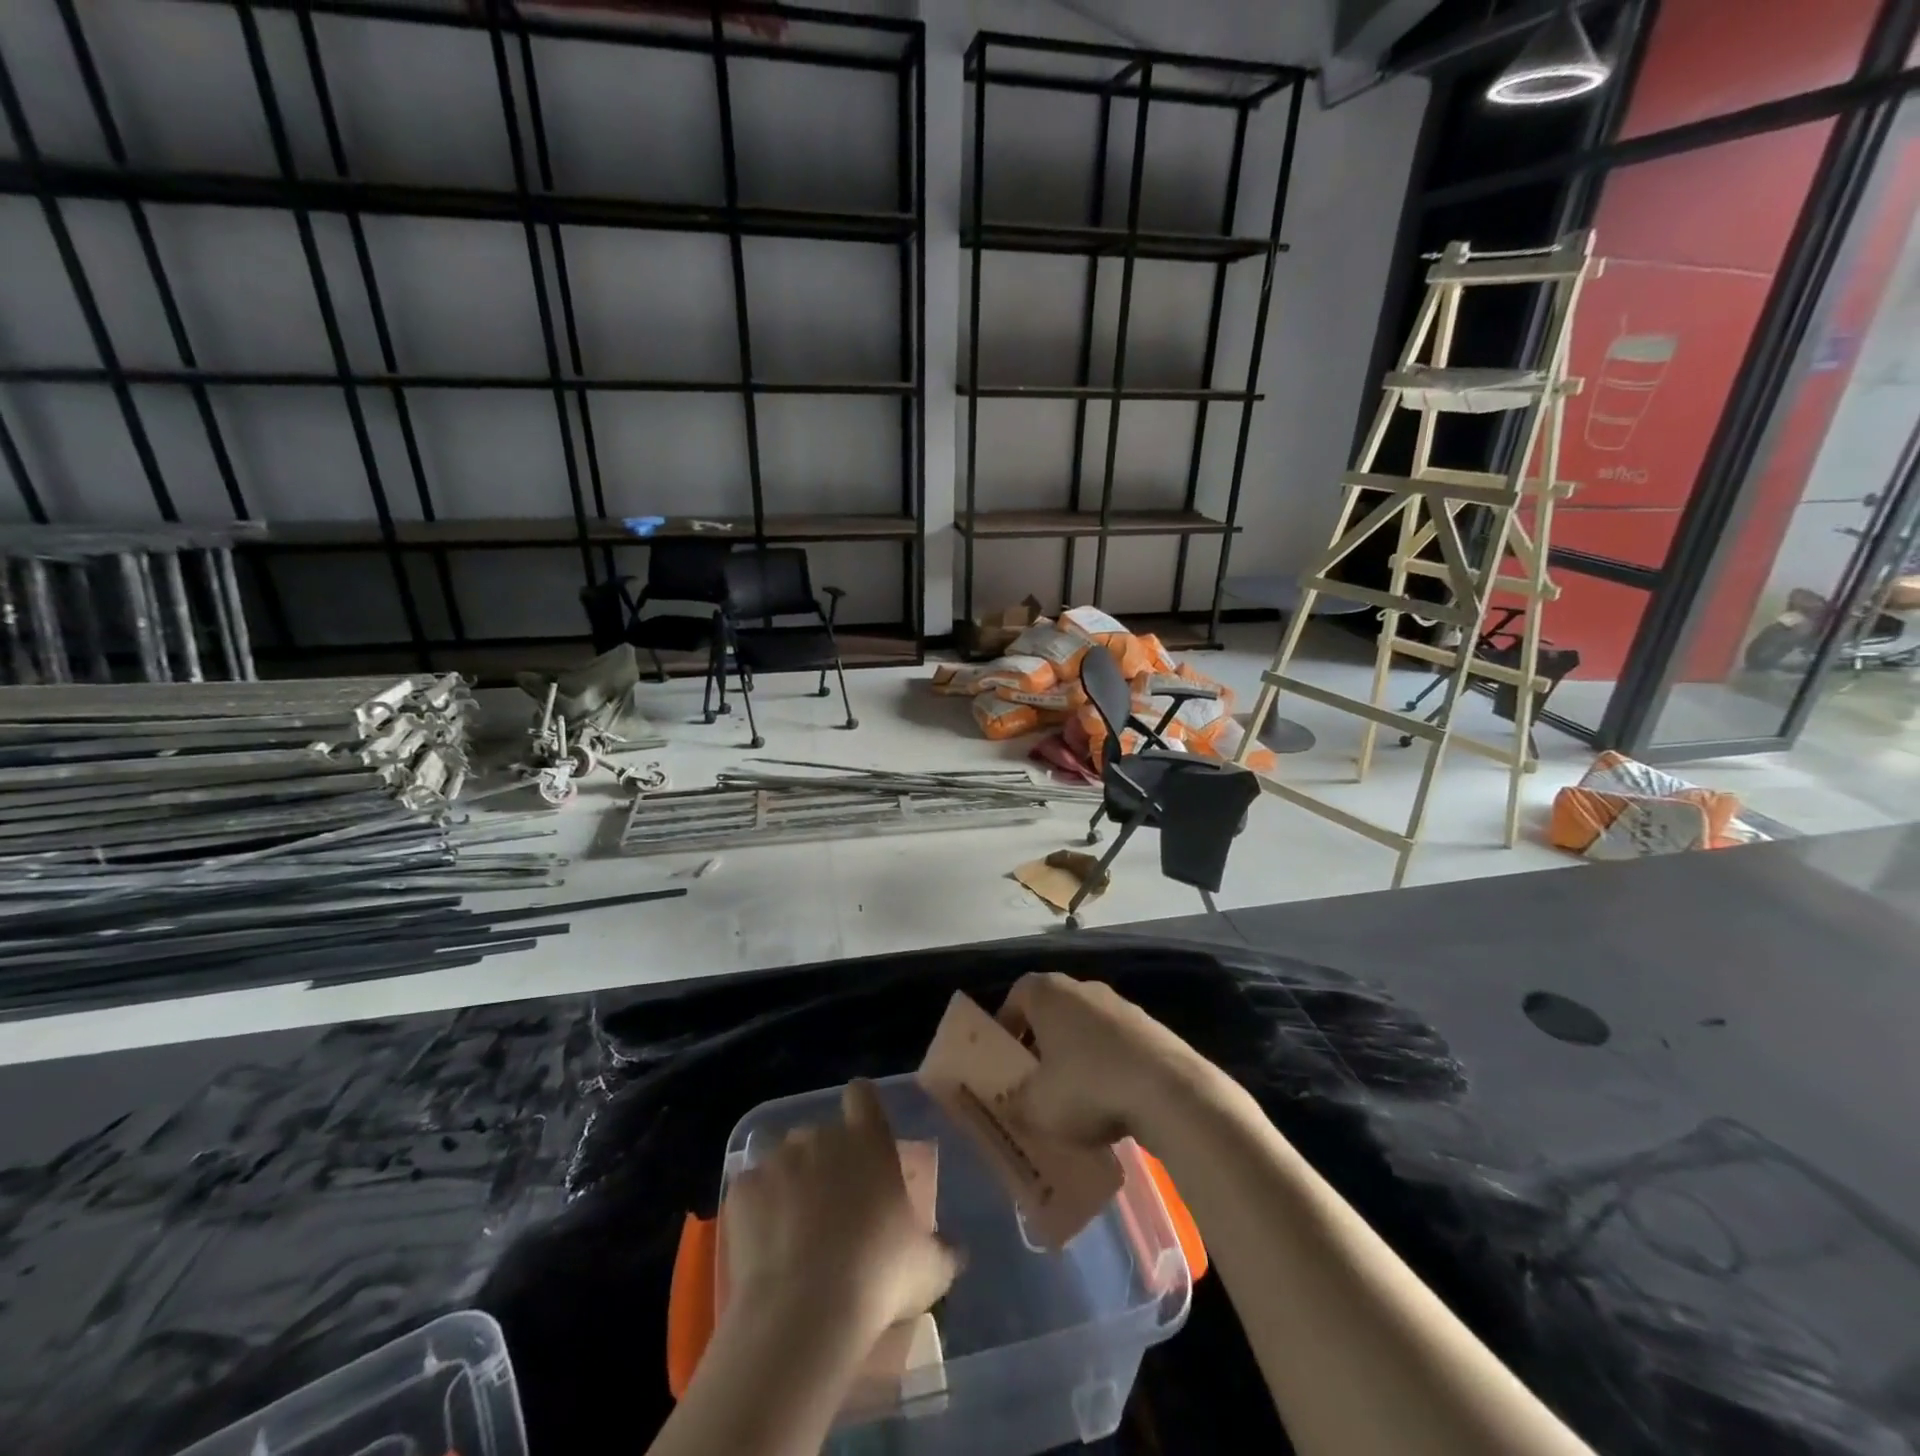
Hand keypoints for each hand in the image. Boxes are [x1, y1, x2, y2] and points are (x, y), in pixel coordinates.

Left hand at [722, 1081, 958, 1341]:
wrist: (804, 1312)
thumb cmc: (878, 1276)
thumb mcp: (929, 1268)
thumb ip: (943, 1249)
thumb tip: (956, 1251)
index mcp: (868, 1140)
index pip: (862, 1096)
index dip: (862, 1108)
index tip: (863, 1132)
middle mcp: (821, 1137)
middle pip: (821, 1133)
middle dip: (825, 1160)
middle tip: (833, 1206)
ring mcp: (778, 1160)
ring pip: (784, 1159)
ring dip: (790, 1183)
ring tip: (794, 1230)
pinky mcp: (742, 1189)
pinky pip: (752, 1190)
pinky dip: (758, 1210)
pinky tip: (766, 1246)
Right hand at [997, 973, 1212, 1146]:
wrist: (1168, 1090)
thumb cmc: (1088, 1087)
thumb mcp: (1037, 1107)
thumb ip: (1015, 1103)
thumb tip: (1010, 1103)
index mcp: (1048, 993)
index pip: (1016, 995)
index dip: (1007, 1025)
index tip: (1006, 1057)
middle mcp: (1082, 987)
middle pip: (1052, 1010)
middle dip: (1042, 1042)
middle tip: (1036, 1079)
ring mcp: (1120, 1005)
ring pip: (1085, 1027)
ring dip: (1077, 1055)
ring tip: (1075, 1097)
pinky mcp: (1150, 1027)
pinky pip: (1116, 1044)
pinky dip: (1108, 1065)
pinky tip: (1111, 1100)